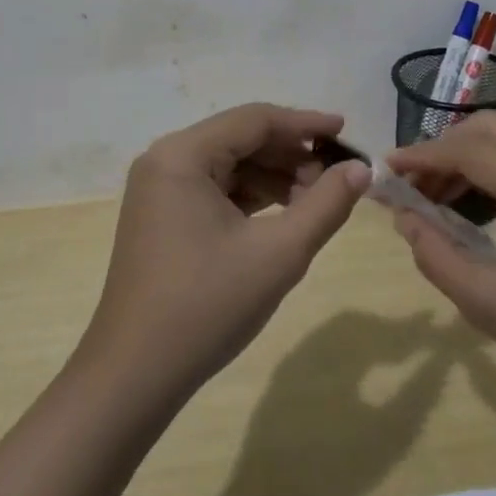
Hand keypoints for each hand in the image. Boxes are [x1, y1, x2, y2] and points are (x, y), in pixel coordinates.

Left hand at [75, 105, 371, 404]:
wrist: (134, 376)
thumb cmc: (206, 306)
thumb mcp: (279, 253)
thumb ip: (326, 205)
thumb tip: (362, 170)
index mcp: (183, 155)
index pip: (255, 119)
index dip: (305, 124)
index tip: (347, 132)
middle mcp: (165, 160)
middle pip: (241, 139)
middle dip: (291, 154)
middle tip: (336, 177)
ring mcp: (159, 189)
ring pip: (229, 164)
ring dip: (274, 176)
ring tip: (316, 200)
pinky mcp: (161, 215)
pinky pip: (214, 189)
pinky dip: (251, 196)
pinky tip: (283, 215)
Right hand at [386, 114, 495, 403]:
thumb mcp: (488, 303)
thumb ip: (436, 254)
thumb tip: (402, 216)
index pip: (472, 151)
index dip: (423, 156)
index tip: (386, 168)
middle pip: (488, 129)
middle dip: (442, 149)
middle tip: (411, 185)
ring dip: (465, 156)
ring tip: (433, 198)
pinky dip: (489, 167)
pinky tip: (471, 204)